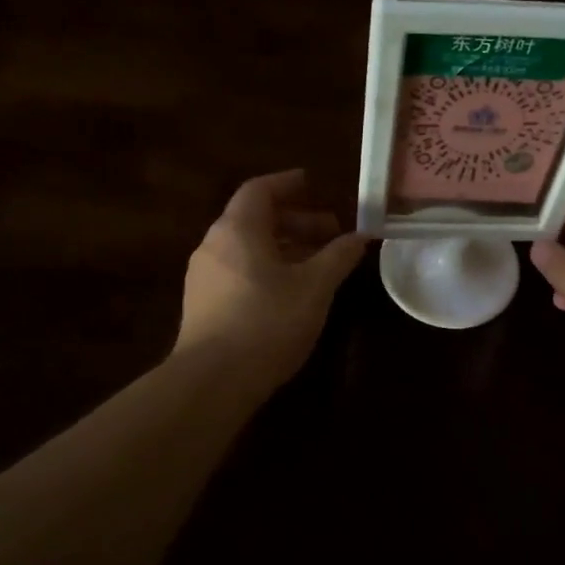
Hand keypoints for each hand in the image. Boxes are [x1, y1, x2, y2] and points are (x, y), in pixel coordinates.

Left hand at [175, 170, 367, 389]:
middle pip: (255, 219)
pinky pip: (238, 270)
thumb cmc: (268, 322)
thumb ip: (339, 256)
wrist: (213, 380)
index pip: (260, 190)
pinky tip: (290, 292)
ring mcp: (203, 276)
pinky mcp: (202, 304)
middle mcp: (214, 245)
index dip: (288, 184)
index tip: (314, 185)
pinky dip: (267, 268)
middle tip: (331, 233)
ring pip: (247, 247)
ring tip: (317, 264)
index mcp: (237, 229)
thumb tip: (362, 235)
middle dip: (296, 221)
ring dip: (284, 247)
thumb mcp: (315, 287)